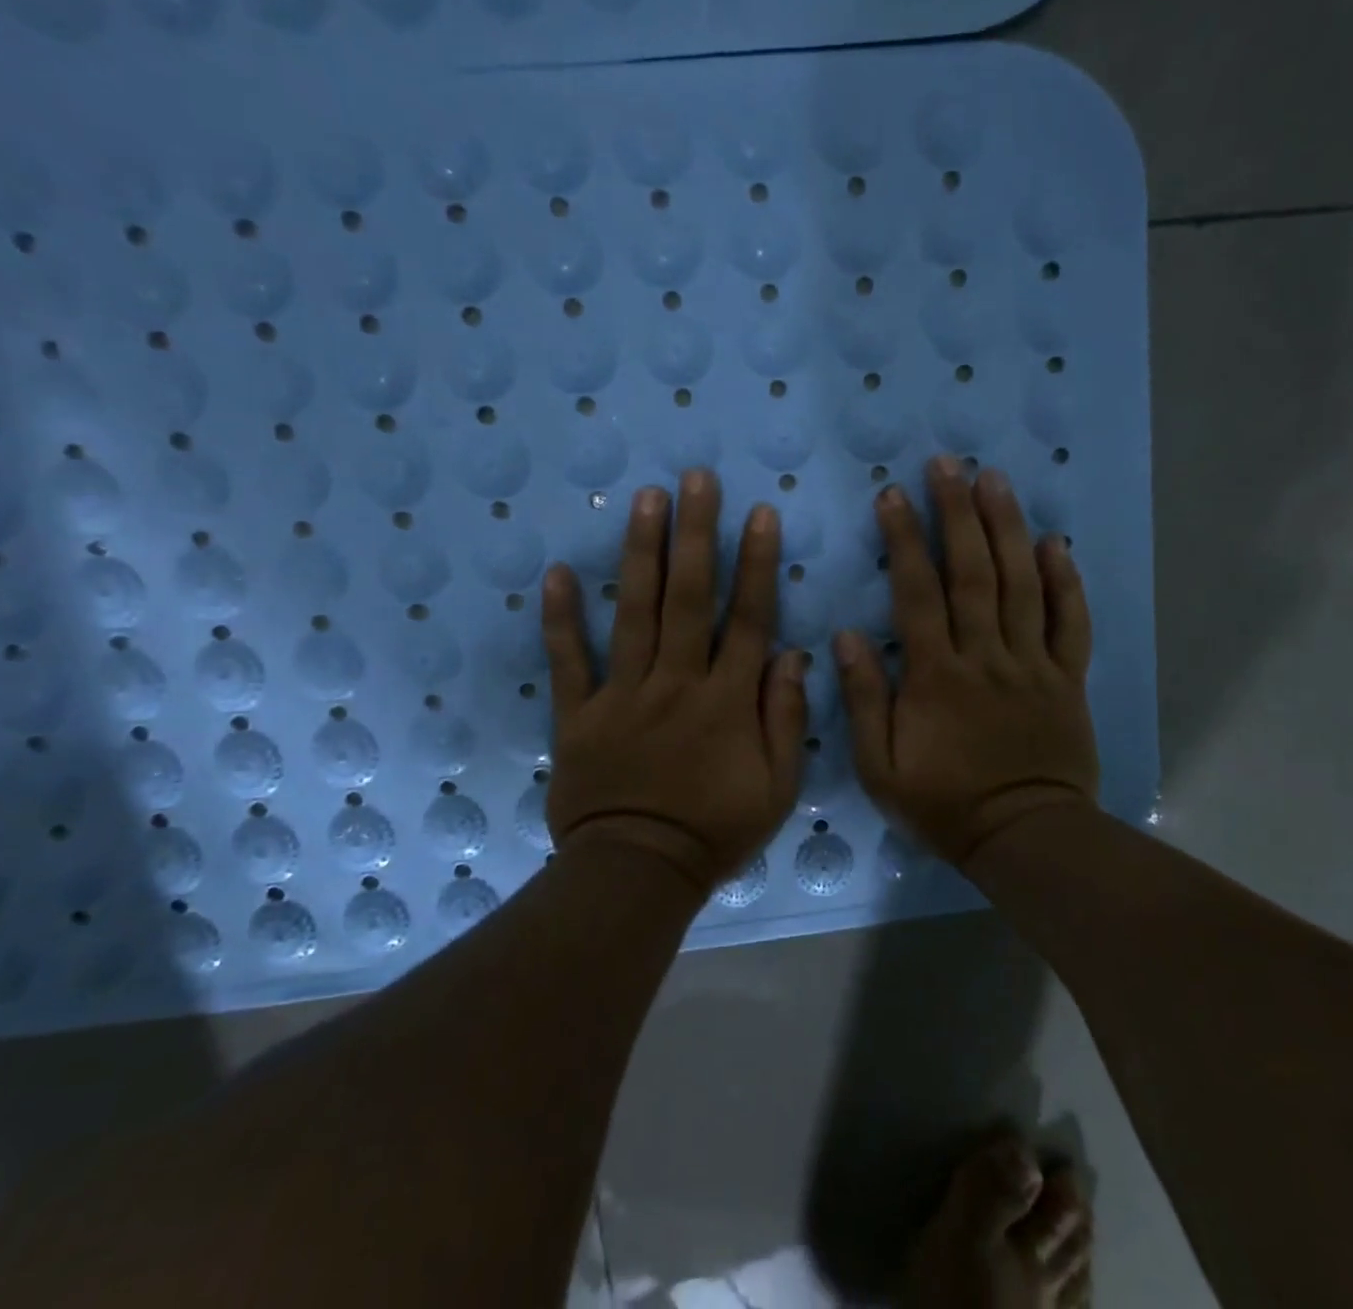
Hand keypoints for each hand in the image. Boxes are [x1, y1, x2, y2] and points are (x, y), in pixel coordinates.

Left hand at [542, 470, 809, 890]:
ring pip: (635, 613)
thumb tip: (795, 655)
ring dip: (642, 552)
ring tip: (645, 498)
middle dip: (696, 534)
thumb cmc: (715, 831)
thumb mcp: (777, 788)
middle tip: (696, 479)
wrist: (637, 874)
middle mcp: (676, 683)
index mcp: (727, 701)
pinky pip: (569, 661)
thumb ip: (787, 719)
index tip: (759, 513)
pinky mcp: (578, 714)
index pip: (748, 619)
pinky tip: (557, 573)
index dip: (756, 563)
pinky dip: (561, 618)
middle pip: (690, 598)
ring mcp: (623, 694)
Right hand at [835, 456, 1097, 866]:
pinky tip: (1055, 543)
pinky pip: (1070, 622)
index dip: (904, 540)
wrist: (1024, 838)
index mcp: (936, 675)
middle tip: (948, 463)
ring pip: (1021, 584)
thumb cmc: (944, 804)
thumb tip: (846, 637)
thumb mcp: (880, 767)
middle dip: (958, 513)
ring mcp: (1032, 663)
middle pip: (973, 572)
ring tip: (995, 479)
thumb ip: (865, 700)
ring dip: (1007, 528)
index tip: (893, 495)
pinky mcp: (1067, 677)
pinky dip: (1065, 581)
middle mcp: (986, 656)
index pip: (917, 593)